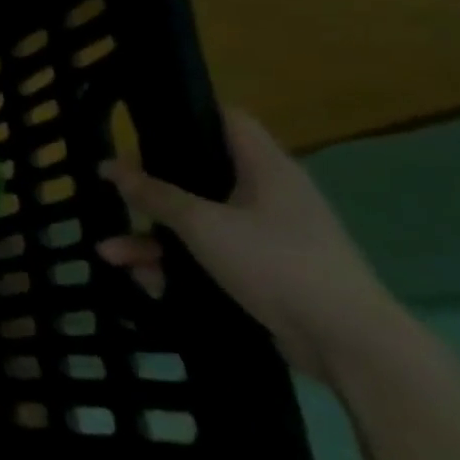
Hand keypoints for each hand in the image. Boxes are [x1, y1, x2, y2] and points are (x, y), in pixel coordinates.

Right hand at [97, 108, 398, 383]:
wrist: (350, 345)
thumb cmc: (277, 264)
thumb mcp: (202, 224)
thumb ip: (154, 194)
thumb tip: (109, 167)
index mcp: (266, 169)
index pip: (227, 120)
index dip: (186, 114)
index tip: (141, 125)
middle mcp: (268, 195)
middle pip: (197, 176)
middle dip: (149, 192)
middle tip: (115, 195)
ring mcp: (267, 236)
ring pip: (195, 223)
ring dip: (150, 238)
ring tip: (111, 255)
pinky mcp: (264, 271)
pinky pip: (208, 256)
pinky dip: (176, 266)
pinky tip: (147, 282)